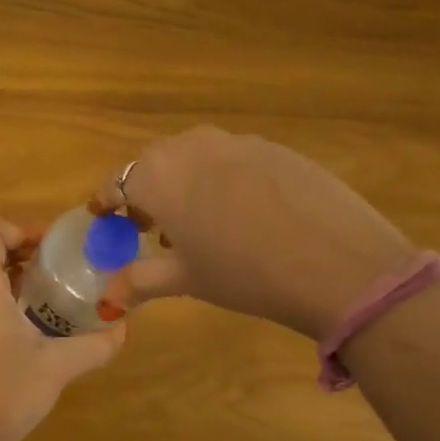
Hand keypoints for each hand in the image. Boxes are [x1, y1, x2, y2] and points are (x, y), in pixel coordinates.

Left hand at [0, 220, 126, 440]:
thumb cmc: (7, 392)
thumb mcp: (59, 366)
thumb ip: (96, 344)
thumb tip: (125, 327)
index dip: (18, 229)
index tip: (49, 245)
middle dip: (8, 241)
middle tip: (44, 256)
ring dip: (1, 265)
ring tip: (41, 282)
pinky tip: (25, 314)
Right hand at [89, 126, 414, 339]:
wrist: (336, 260)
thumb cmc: (243, 272)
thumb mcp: (187, 279)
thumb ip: (141, 280)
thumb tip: (108, 298)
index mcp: (158, 175)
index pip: (117, 182)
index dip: (107, 202)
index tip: (103, 217)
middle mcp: (190, 146)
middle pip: (154, 164)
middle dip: (146, 192)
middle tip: (150, 226)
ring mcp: (235, 141)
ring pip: (194, 157)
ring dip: (185, 183)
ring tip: (199, 222)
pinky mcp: (274, 147)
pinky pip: (232, 159)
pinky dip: (222, 179)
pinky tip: (244, 213)